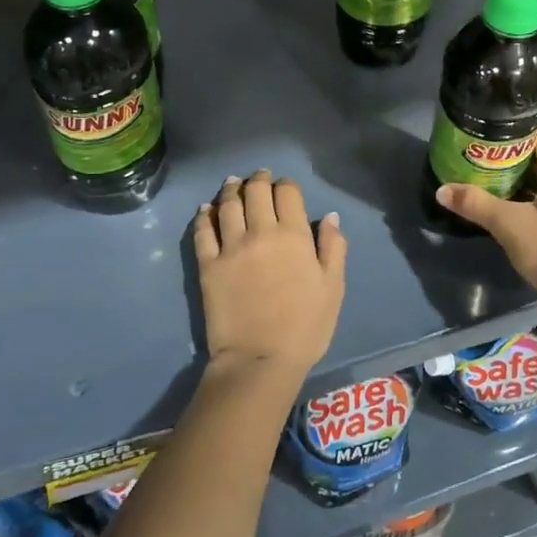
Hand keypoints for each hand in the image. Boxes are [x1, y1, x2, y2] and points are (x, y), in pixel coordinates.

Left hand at [192, 169, 346, 379]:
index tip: (286, 187)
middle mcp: (260, 232)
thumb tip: (330, 217)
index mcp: (294, 236)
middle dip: (259, 180)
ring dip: (231, 190)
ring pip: (227, 205)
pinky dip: (203, 216)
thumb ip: (333, 248)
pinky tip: (205, 210)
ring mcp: (230, 247)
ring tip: (232, 184)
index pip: (288, 193)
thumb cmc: (305, 327)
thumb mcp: (333, 289)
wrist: (260, 359)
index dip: (287, 184)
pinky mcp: (208, 265)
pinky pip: (202, 231)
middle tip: (259, 177)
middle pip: (256, 191)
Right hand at [433, 131, 536, 300]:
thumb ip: (475, 203)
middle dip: (516, 164)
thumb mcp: (508, 226)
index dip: (508, 139)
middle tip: (485, 172)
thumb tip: (442, 190)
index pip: (536, 137)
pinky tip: (527, 215)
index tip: (484, 148)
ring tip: (500, 193)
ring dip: (531, 184)